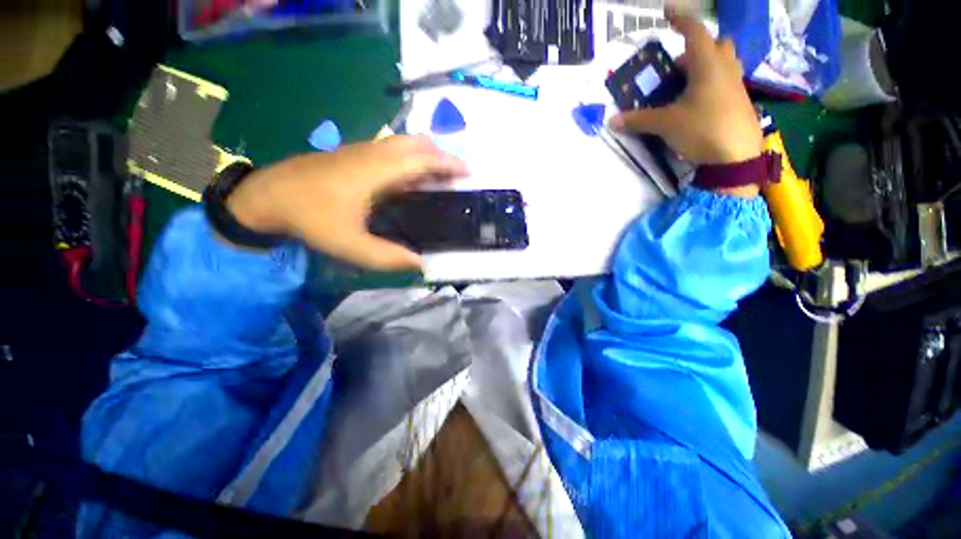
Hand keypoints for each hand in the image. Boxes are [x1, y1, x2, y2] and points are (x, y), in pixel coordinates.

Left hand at [225, 135, 467, 270]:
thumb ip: (388, 258)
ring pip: (404, 143)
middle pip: (416, 143)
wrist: (268, 195)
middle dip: (442, 155)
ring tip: (440, 176)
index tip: (468, 173)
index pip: (422, 159)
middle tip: (457, 175)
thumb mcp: (351, 246)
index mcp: (376, 172)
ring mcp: (363, 151)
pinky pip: (392, 149)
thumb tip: (421, 264)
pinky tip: (412, 178)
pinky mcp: (355, 154)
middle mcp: (374, 154)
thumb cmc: (310, 219)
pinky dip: (411, 158)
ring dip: (427, 155)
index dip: (448, 164)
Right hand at [610, 10, 761, 165]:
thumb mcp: (666, 124)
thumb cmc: (702, 130)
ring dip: (705, 65)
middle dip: (695, 49)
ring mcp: (736, 84)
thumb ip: (639, 120)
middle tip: (676, 68)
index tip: (667, 12)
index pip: (694, 32)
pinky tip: (698, 102)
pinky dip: (711, 83)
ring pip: (723, 62)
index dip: (680, 19)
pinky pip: (725, 80)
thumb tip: (612, 120)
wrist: (736, 158)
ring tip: (686, 85)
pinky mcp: (740, 100)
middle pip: (715, 44)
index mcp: (707, 65)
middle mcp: (725, 68)